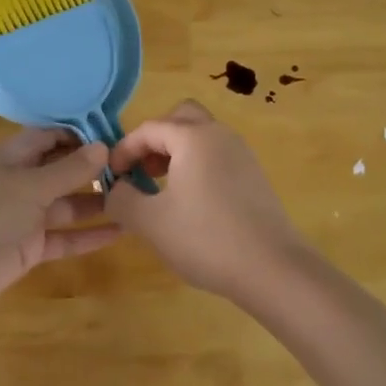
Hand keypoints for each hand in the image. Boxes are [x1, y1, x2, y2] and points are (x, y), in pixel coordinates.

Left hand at [0, 128, 120, 308]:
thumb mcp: (29, 186)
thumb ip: (67, 170)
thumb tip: (103, 147)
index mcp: (13, 157)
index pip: (51, 137)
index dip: (81, 136)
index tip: (117, 138)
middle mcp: (20, 182)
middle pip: (62, 170)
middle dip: (94, 169)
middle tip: (135, 169)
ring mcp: (25, 216)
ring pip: (66, 205)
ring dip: (96, 202)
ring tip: (135, 199)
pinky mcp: (29, 247)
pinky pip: (63, 237)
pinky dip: (88, 236)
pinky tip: (120, 233)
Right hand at [105, 99, 310, 300]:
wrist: (273, 268)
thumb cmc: (206, 238)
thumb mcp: (150, 222)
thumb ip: (122, 199)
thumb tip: (116, 189)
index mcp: (193, 138)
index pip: (148, 129)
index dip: (124, 149)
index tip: (112, 177)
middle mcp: (220, 135)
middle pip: (181, 118)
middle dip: (155, 139)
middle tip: (142, 170)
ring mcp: (242, 154)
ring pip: (201, 136)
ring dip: (176, 152)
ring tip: (162, 188)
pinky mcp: (254, 176)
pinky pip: (217, 156)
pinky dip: (197, 165)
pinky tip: (191, 202)